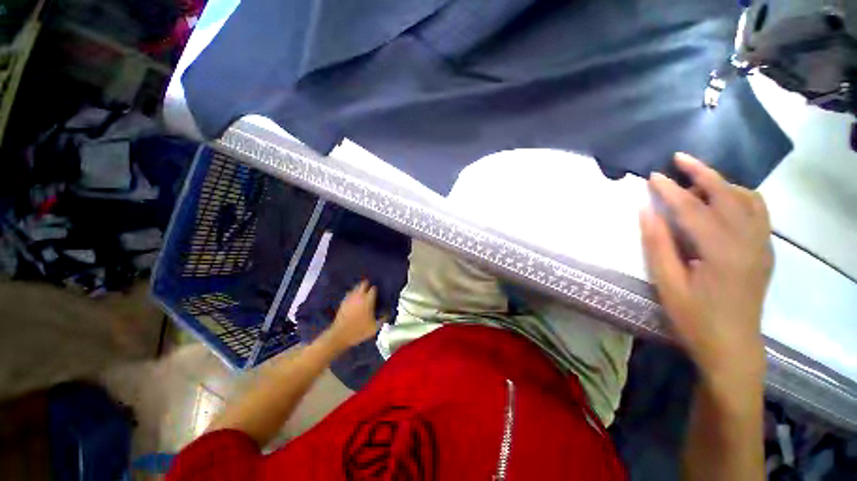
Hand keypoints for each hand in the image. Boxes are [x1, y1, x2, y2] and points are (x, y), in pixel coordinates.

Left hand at [325, 280, 381, 350]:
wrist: (340, 335)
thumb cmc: (359, 331)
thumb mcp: (374, 328)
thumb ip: (383, 320)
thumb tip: (387, 315)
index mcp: (368, 300)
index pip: (373, 289)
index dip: (376, 289)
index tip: (377, 292)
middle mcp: (359, 296)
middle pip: (363, 284)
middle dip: (367, 284)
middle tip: (369, 286)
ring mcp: (350, 298)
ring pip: (355, 288)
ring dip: (359, 288)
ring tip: (362, 291)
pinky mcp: (343, 302)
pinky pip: (349, 294)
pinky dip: (352, 293)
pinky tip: (353, 298)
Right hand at [640, 153, 772, 386]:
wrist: (732, 346)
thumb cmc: (694, 318)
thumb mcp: (668, 284)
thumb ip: (658, 245)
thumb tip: (647, 212)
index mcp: (721, 252)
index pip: (693, 209)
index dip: (670, 190)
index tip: (652, 176)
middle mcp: (748, 242)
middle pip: (727, 195)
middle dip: (702, 172)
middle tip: (679, 158)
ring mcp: (762, 246)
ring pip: (748, 199)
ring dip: (723, 183)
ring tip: (698, 181)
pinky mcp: (765, 251)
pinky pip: (758, 212)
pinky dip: (742, 197)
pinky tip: (725, 201)